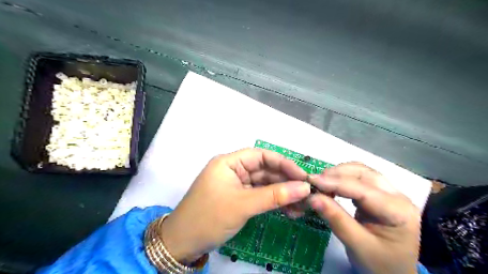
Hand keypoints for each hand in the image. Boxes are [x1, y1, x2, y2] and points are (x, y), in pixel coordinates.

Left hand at [161, 149, 309, 263]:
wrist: (183, 244)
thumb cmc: (209, 218)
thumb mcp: (243, 205)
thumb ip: (274, 195)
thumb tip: (304, 188)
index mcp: (229, 162)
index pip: (260, 155)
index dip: (283, 163)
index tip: (302, 175)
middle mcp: (233, 170)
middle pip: (264, 170)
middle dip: (285, 181)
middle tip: (307, 193)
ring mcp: (236, 185)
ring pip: (264, 184)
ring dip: (282, 193)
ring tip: (301, 205)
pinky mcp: (239, 198)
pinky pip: (260, 195)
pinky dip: (273, 202)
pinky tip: (288, 209)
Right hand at [309, 162, 419, 273]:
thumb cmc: (379, 264)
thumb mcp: (357, 245)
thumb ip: (336, 219)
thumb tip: (312, 197)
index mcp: (398, 211)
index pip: (362, 190)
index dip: (335, 183)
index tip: (311, 180)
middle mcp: (397, 196)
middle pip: (363, 173)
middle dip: (336, 174)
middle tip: (314, 183)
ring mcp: (389, 192)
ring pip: (360, 171)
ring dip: (338, 173)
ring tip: (320, 184)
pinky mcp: (379, 193)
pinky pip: (358, 178)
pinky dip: (341, 178)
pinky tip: (331, 186)